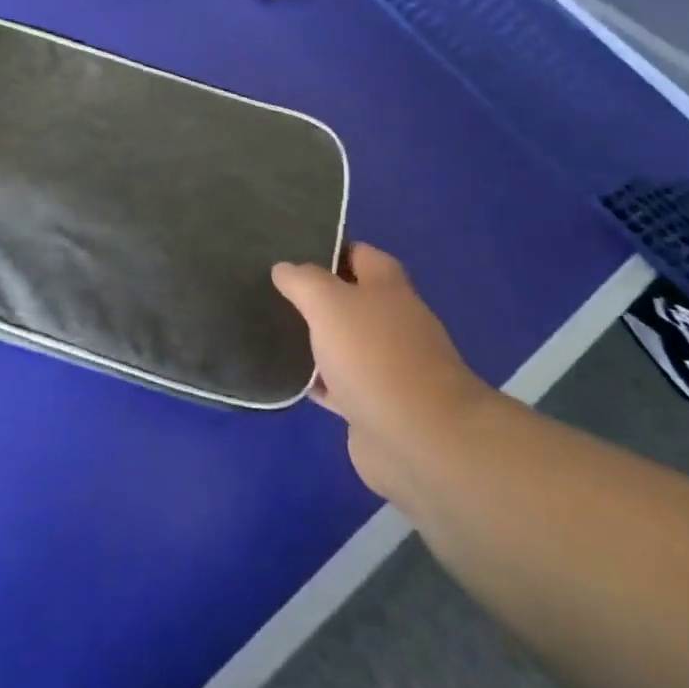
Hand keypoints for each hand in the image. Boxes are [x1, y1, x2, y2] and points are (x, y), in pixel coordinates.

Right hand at [273, 243, 498, 511]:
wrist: (419, 440)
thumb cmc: (374, 355)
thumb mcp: (328, 302)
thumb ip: (302, 280)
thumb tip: (283, 268)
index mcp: (388, 287)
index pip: (359, 254)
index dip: (329, 248)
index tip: (290, 249)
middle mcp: (392, 322)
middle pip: (351, 299)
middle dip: (316, 295)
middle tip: (271, 289)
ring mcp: (387, 366)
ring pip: (342, 342)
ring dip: (314, 338)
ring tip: (269, 327)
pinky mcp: (374, 406)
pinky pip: (338, 383)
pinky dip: (316, 380)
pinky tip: (286, 377)